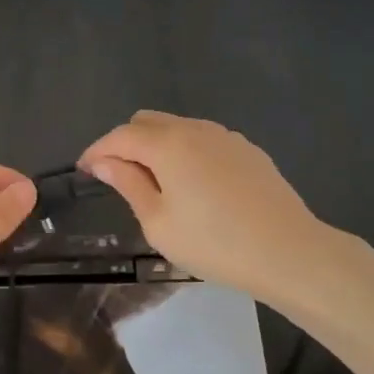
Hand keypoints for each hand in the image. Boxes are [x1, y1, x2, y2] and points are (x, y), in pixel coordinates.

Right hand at [79, 111, 328, 301]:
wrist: (289, 251)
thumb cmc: (214, 243)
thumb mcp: (159, 222)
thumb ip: (128, 184)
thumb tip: (103, 161)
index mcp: (167, 144)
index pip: (120, 135)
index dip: (97, 150)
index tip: (84, 171)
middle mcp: (194, 128)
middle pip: (147, 121)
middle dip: (126, 143)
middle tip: (121, 179)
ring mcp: (225, 136)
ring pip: (177, 128)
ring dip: (157, 146)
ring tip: (157, 185)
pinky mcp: (247, 150)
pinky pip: (204, 140)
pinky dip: (186, 152)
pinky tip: (195, 186)